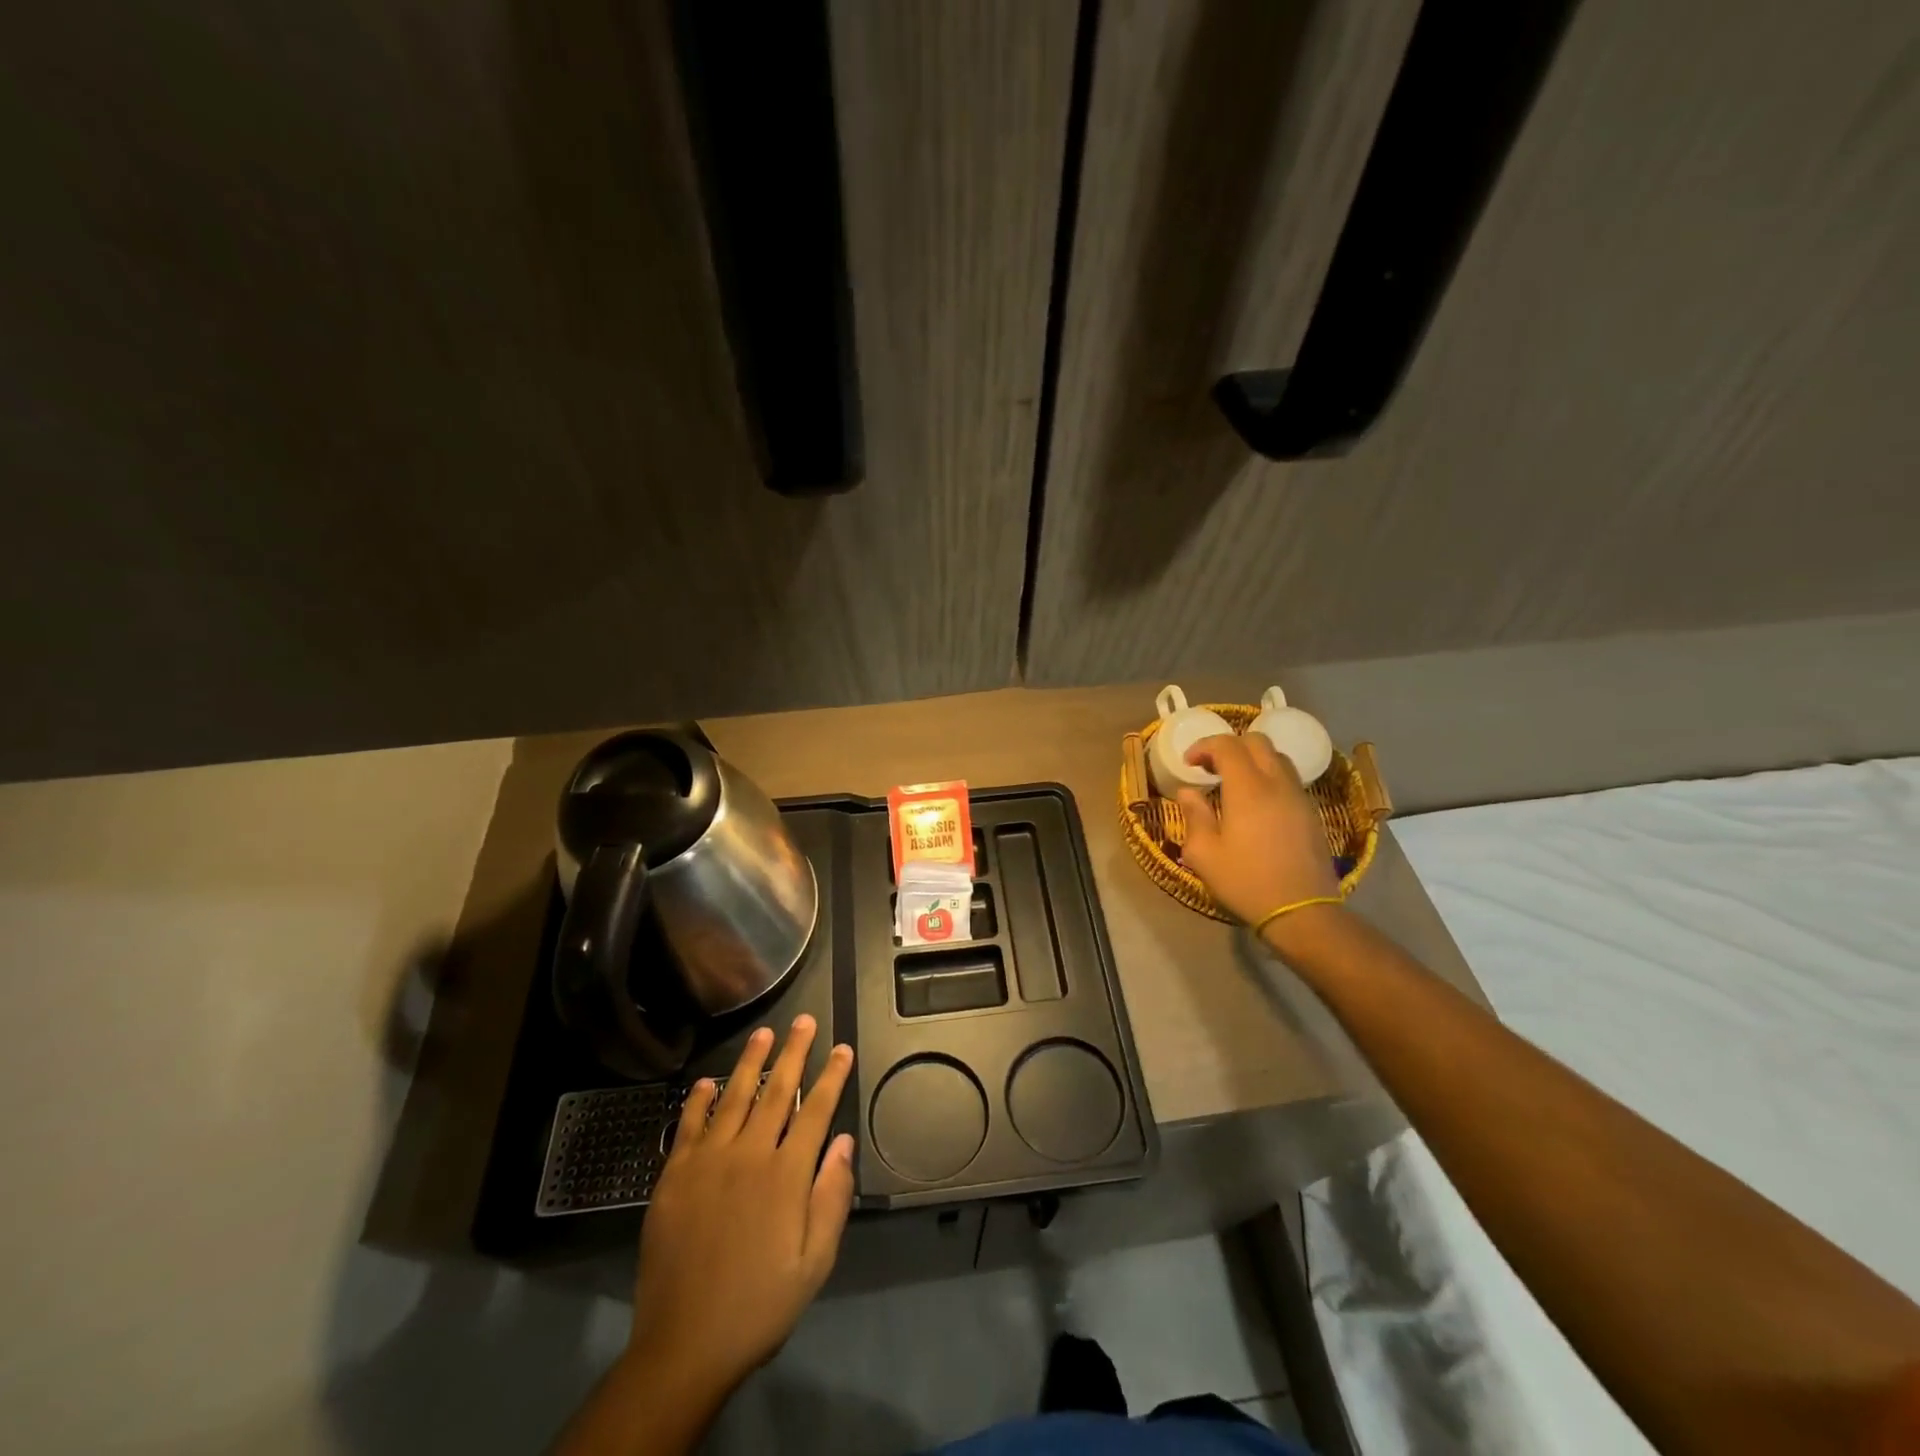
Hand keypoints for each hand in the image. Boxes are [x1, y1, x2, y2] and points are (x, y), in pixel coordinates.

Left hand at [627, 1016, 854, 1399]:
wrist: (685, 1345)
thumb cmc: (759, 1305)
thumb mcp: (814, 1263)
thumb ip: (831, 1198)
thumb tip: (843, 1142)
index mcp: (786, 1176)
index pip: (815, 1111)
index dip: (831, 1077)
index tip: (842, 1048)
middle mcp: (749, 1155)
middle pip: (777, 1091)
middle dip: (794, 1052)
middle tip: (803, 1020)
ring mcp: (708, 1162)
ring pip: (734, 1097)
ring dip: (751, 1062)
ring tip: (763, 1033)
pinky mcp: (675, 1176)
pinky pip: (688, 1126)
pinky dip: (698, 1100)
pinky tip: (707, 1081)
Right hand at [1177, 733, 1339, 925]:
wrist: (1302, 911)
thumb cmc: (1246, 882)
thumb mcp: (1204, 854)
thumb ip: (1194, 816)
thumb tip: (1188, 792)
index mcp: (1248, 789)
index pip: (1227, 746)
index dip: (1204, 746)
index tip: (1189, 763)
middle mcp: (1277, 784)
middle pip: (1257, 742)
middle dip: (1230, 746)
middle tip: (1210, 767)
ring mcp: (1299, 797)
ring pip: (1277, 758)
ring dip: (1252, 760)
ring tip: (1234, 782)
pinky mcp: (1311, 813)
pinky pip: (1289, 779)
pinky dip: (1269, 777)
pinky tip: (1257, 803)